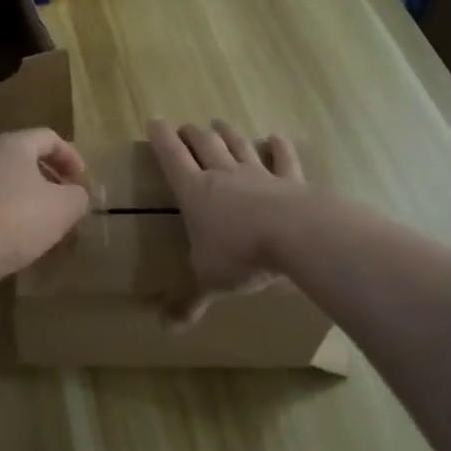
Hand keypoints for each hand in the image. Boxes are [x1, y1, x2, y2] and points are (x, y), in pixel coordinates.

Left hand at [0, 129, 90, 288]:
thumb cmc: (15, 220)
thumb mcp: (63, 208)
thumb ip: (78, 197)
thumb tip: (76, 195)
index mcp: (14, 145)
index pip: (50, 138)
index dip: (72, 158)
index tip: (84, 183)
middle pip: (28, 160)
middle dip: (54, 182)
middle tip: (70, 205)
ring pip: (11, 185)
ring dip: (34, 202)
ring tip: (49, 228)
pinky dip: (13, 217)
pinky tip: (22, 242)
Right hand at [148, 118, 303, 324]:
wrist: (296, 237)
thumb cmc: (240, 256)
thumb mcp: (210, 282)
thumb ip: (190, 301)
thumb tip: (166, 328)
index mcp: (195, 193)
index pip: (172, 158)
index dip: (161, 139)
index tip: (154, 122)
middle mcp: (223, 175)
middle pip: (204, 144)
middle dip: (191, 134)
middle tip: (184, 127)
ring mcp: (258, 174)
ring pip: (238, 145)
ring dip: (227, 133)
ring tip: (218, 122)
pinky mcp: (290, 181)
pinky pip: (284, 159)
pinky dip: (279, 147)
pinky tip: (276, 137)